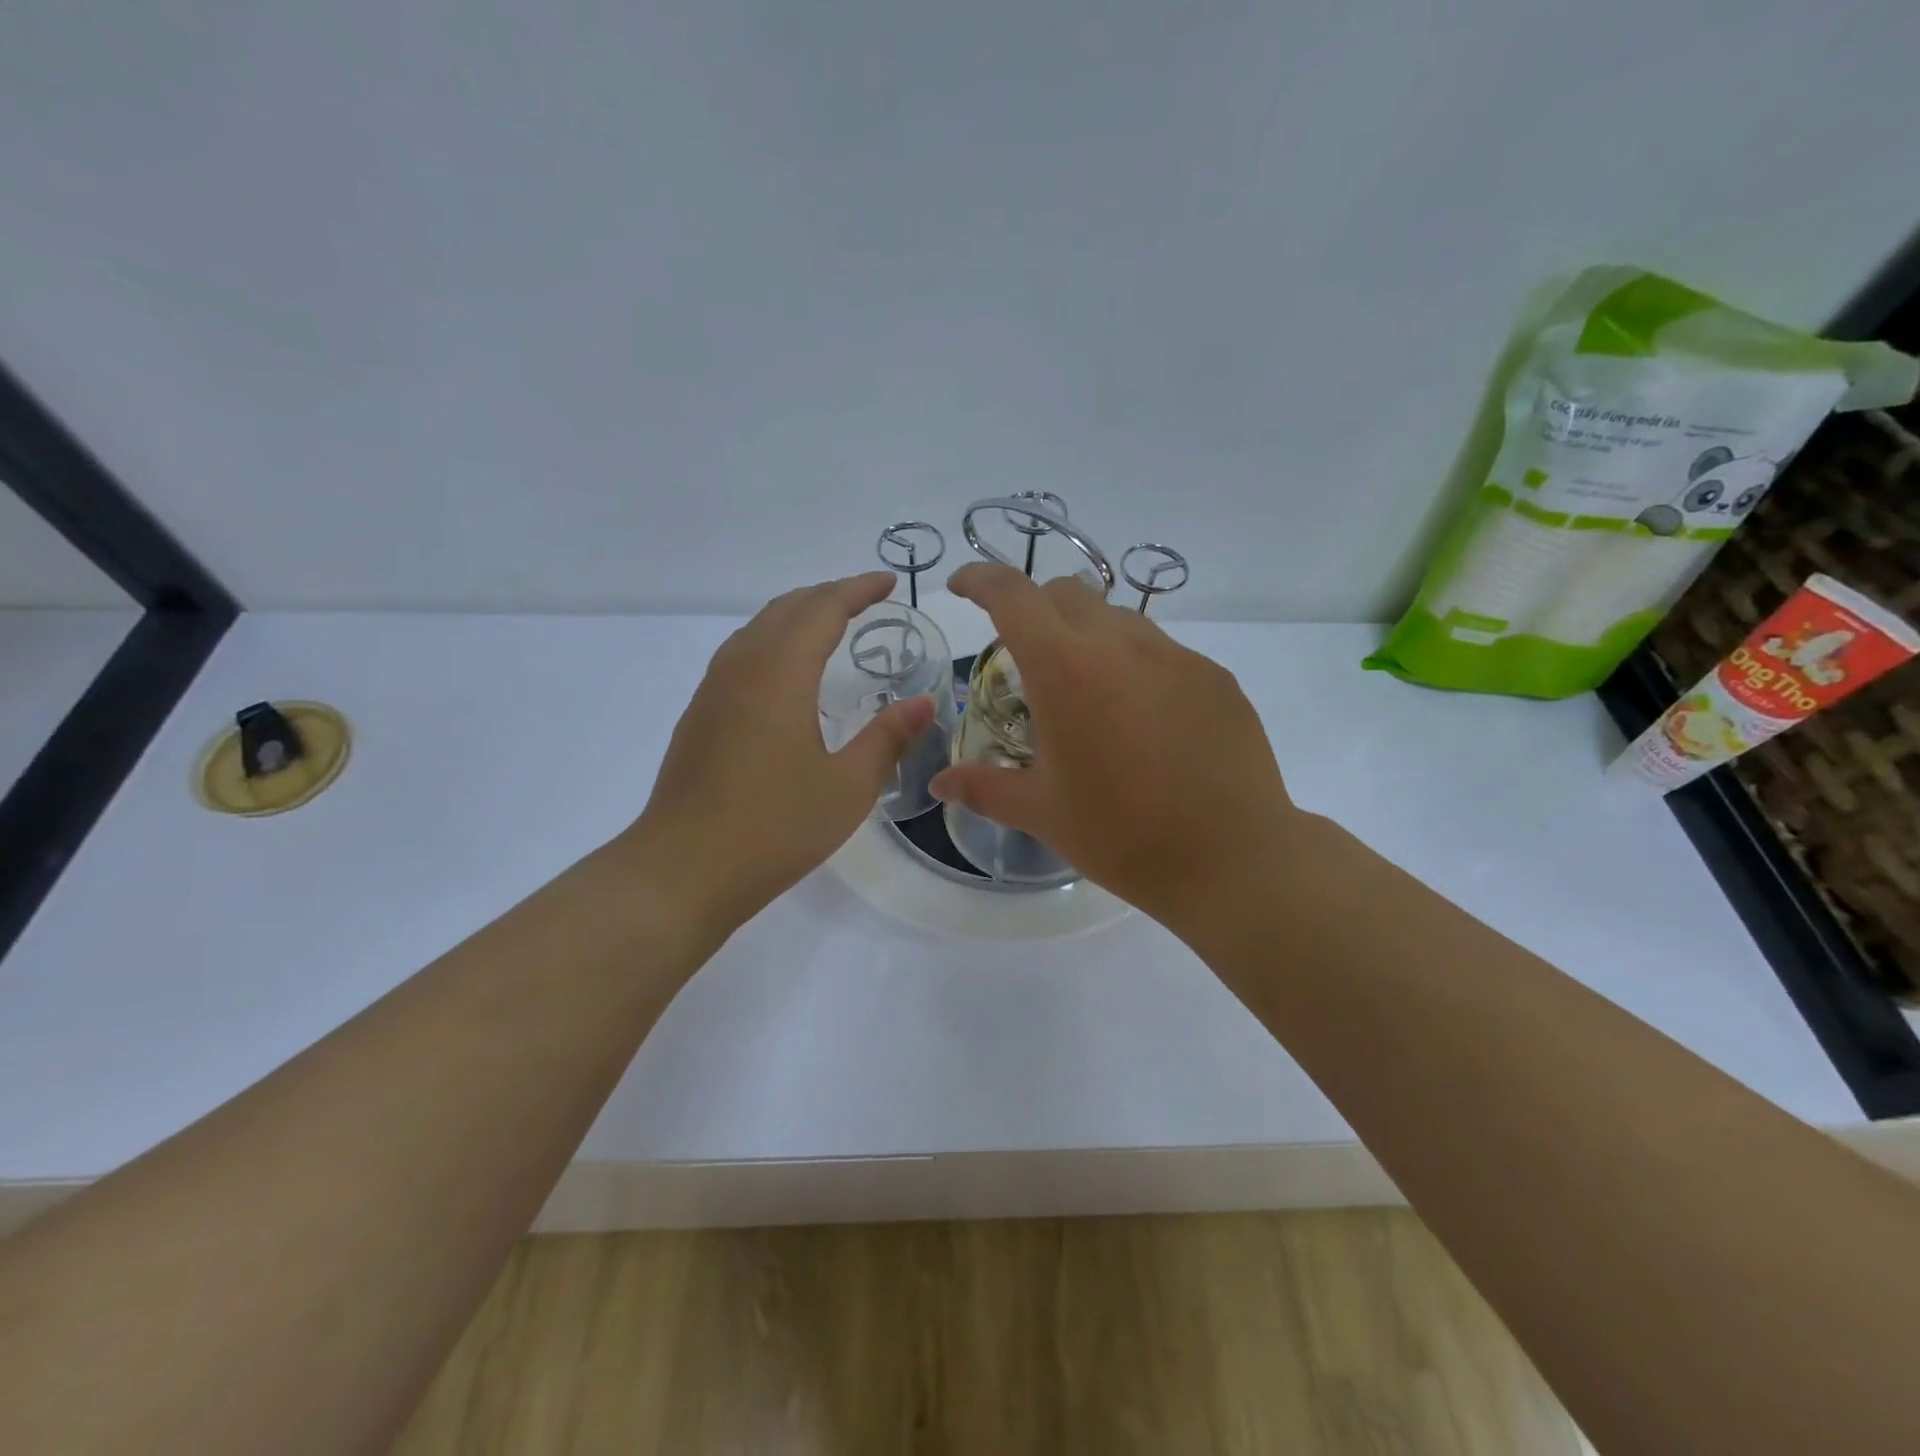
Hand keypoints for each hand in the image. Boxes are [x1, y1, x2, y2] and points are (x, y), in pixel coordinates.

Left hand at [628, 572, 934, 931]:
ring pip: (757, 628)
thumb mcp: (848, 786)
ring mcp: (713, 690)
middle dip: (829, 595)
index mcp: (780, 673)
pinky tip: (786, 672)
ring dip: (797, 615)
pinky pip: (741, 654)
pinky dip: (774, 641)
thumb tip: (924, 702)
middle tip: (867, 599)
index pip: (824, 609)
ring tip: (831, 625)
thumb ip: (888, 738)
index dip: (859, 589)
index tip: (890, 583)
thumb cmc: (775, 827)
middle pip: (786, 608)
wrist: (683, 869)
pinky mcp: (699, 716)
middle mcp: (741, 667)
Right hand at [929, 563, 1300, 938]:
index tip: (962, 587)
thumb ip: (985, 787)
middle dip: (1034, 609)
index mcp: (1066, 669)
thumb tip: (940, 782)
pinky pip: (1162, 652)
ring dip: (1087, 636)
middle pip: (1065, 593)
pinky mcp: (1215, 677)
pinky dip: (1135, 666)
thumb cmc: (1122, 835)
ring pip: (1117, 618)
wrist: (1232, 859)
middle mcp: (1121, 645)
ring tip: (1087, 694)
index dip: (980, 579)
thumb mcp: (1043, 813)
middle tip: (1025, 657)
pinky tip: (1143, 721)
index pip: (1012, 595)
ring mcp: (1176, 656)